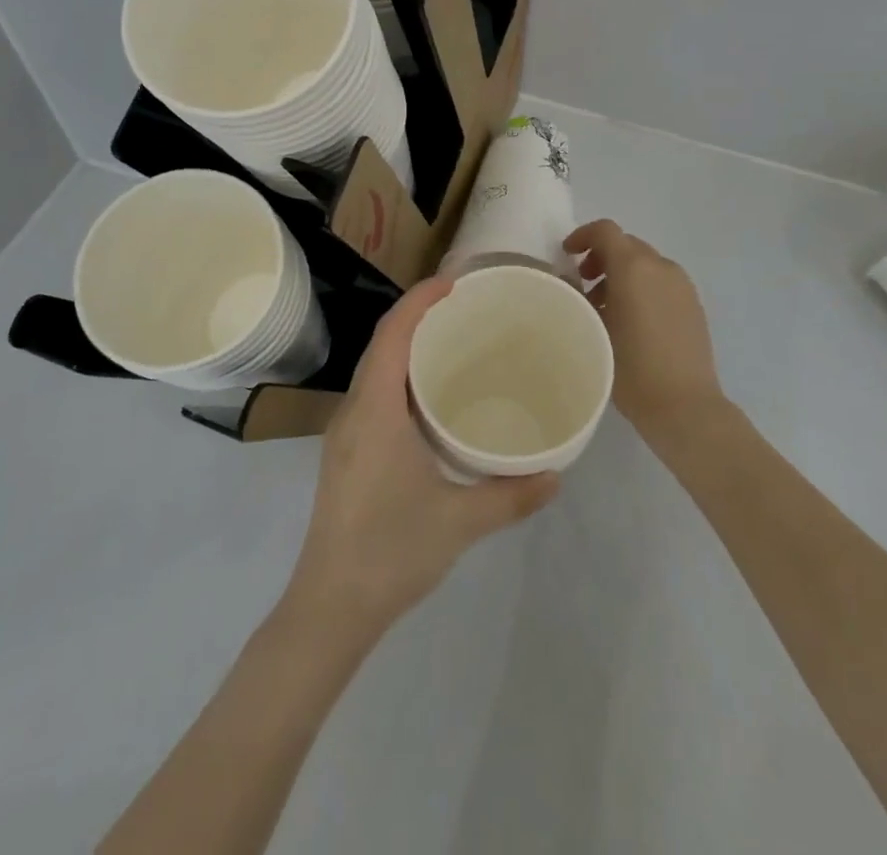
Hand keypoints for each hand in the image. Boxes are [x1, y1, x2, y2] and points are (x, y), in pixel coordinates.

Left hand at [284, 278, 558, 636]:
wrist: (330, 607)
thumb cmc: (390, 553)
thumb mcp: (460, 522)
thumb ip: (511, 496)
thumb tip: (557, 475)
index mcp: (375, 409)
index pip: (393, 333)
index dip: (420, 299)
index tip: (456, 280)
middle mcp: (355, 409)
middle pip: (383, 342)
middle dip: (418, 313)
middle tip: (465, 304)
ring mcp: (346, 430)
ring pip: (376, 366)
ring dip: (408, 342)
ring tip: (453, 338)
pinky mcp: (347, 450)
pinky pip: (375, 390)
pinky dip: (401, 372)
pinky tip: (431, 394)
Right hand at [565, 220, 725, 438]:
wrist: (685, 405)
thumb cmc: (631, 367)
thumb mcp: (593, 329)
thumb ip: (580, 297)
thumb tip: (573, 284)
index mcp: (634, 267)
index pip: (606, 231)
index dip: (582, 236)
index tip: (566, 255)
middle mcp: (661, 267)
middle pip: (626, 245)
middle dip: (601, 256)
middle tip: (583, 283)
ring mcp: (682, 285)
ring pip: (645, 263)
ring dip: (622, 273)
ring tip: (605, 306)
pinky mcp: (693, 304)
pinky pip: (662, 281)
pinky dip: (642, 286)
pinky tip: (632, 320)